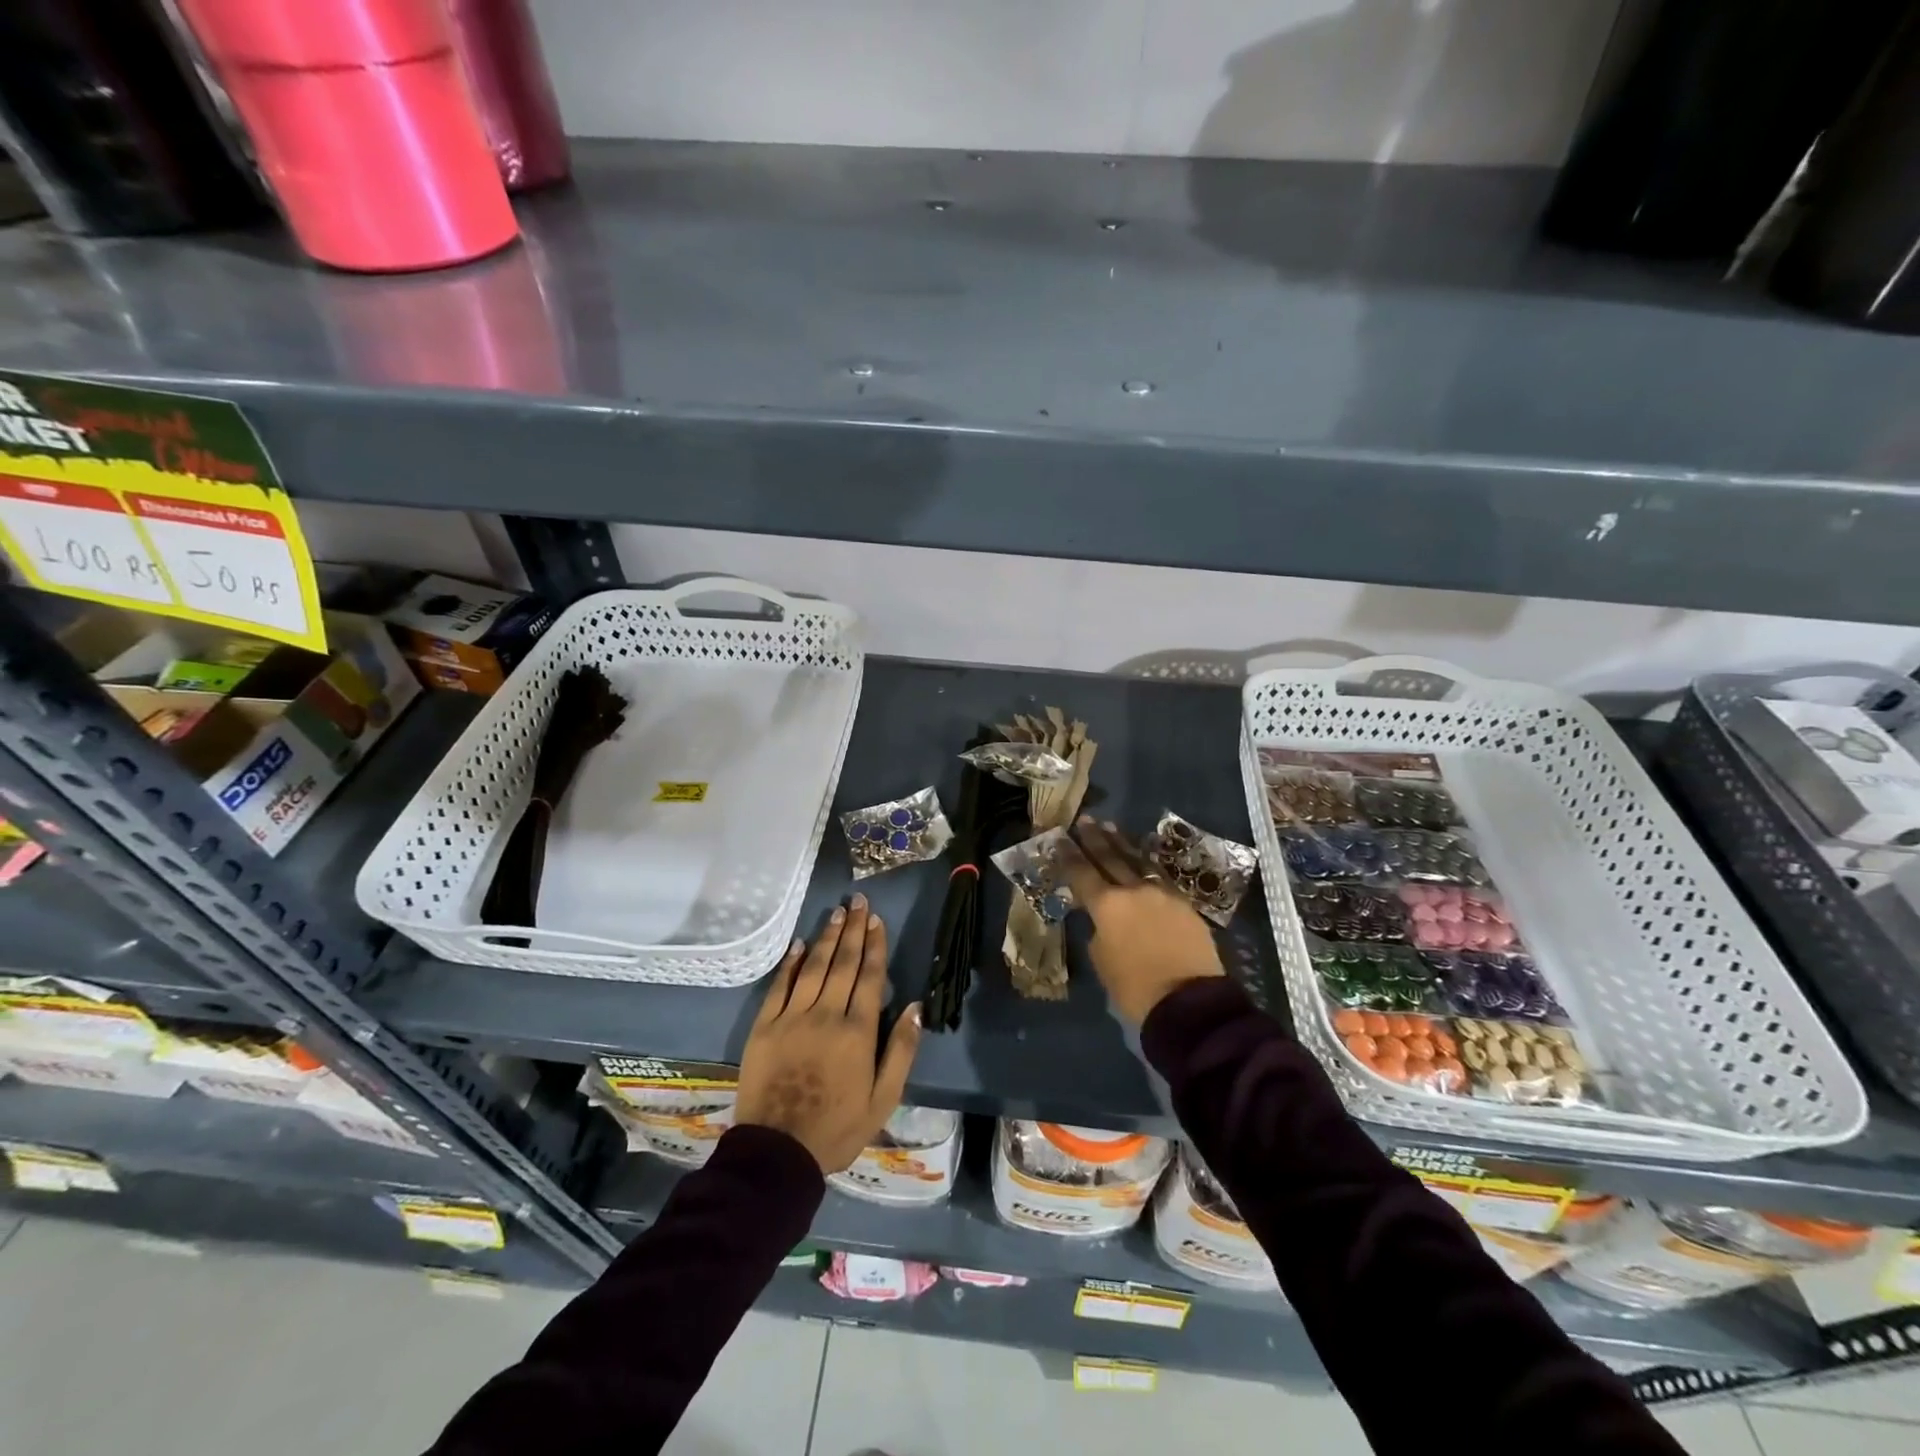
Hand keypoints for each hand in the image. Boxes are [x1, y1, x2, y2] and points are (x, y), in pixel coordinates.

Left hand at [734, 894, 921, 1173]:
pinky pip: (779, 985)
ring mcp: (792, 1017)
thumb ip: (901, 1051)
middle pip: (844, 963)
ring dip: (827, 938)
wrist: (777, 1152)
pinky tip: (799, 944)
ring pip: (814, 967)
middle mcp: (827, 1014)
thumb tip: (917, 1008)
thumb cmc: (837, 1128)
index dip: (875, 946)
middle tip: (858, 902)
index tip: (877, 920)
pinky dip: (790, 962)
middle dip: (854, 930)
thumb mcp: (883, 1100)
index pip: (870, 976)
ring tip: (837, 913)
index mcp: (858, 1031)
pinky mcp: (765, 1026)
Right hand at [1061, 817, 1224, 1023]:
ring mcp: (1162, 894)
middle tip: (1085, 820)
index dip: (1069, 855)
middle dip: (1095, 839)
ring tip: (1110, 828)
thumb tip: (1105, 922)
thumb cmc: (1135, 988)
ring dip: (1122, 844)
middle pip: (1110, 858)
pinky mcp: (1185, 904)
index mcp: (1107, 905)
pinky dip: (1146, 864)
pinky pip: (1159, 876)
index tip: (1059, 838)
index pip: (1082, 873)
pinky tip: (1142, 859)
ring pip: (1138, 861)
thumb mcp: (1103, 961)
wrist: (1189, 1002)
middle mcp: (1134, 891)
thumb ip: (1099, 933)